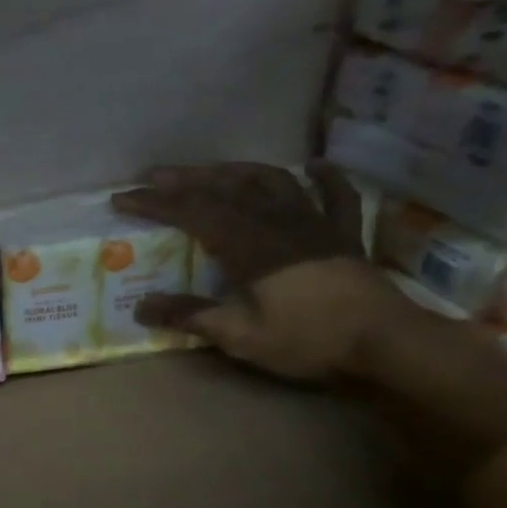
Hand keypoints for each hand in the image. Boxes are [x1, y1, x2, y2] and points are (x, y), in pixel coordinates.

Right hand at [113, 162, 407, 381]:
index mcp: (248, 245)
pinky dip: (325, 177)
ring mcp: (315, 223)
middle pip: (227, 187)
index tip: (122, 198)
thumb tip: (142, 306)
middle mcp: (278, 222)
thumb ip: (191, 316)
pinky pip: (337, 196)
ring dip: (238, 171)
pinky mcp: (345, 235)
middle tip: (154, 174)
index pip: (193, 212)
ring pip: (273, 182)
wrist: (384, 343)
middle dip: (186, 179)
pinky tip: (314, 165)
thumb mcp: (239, 336)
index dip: (155, 202)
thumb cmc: (306, 340)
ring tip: (213, 170)